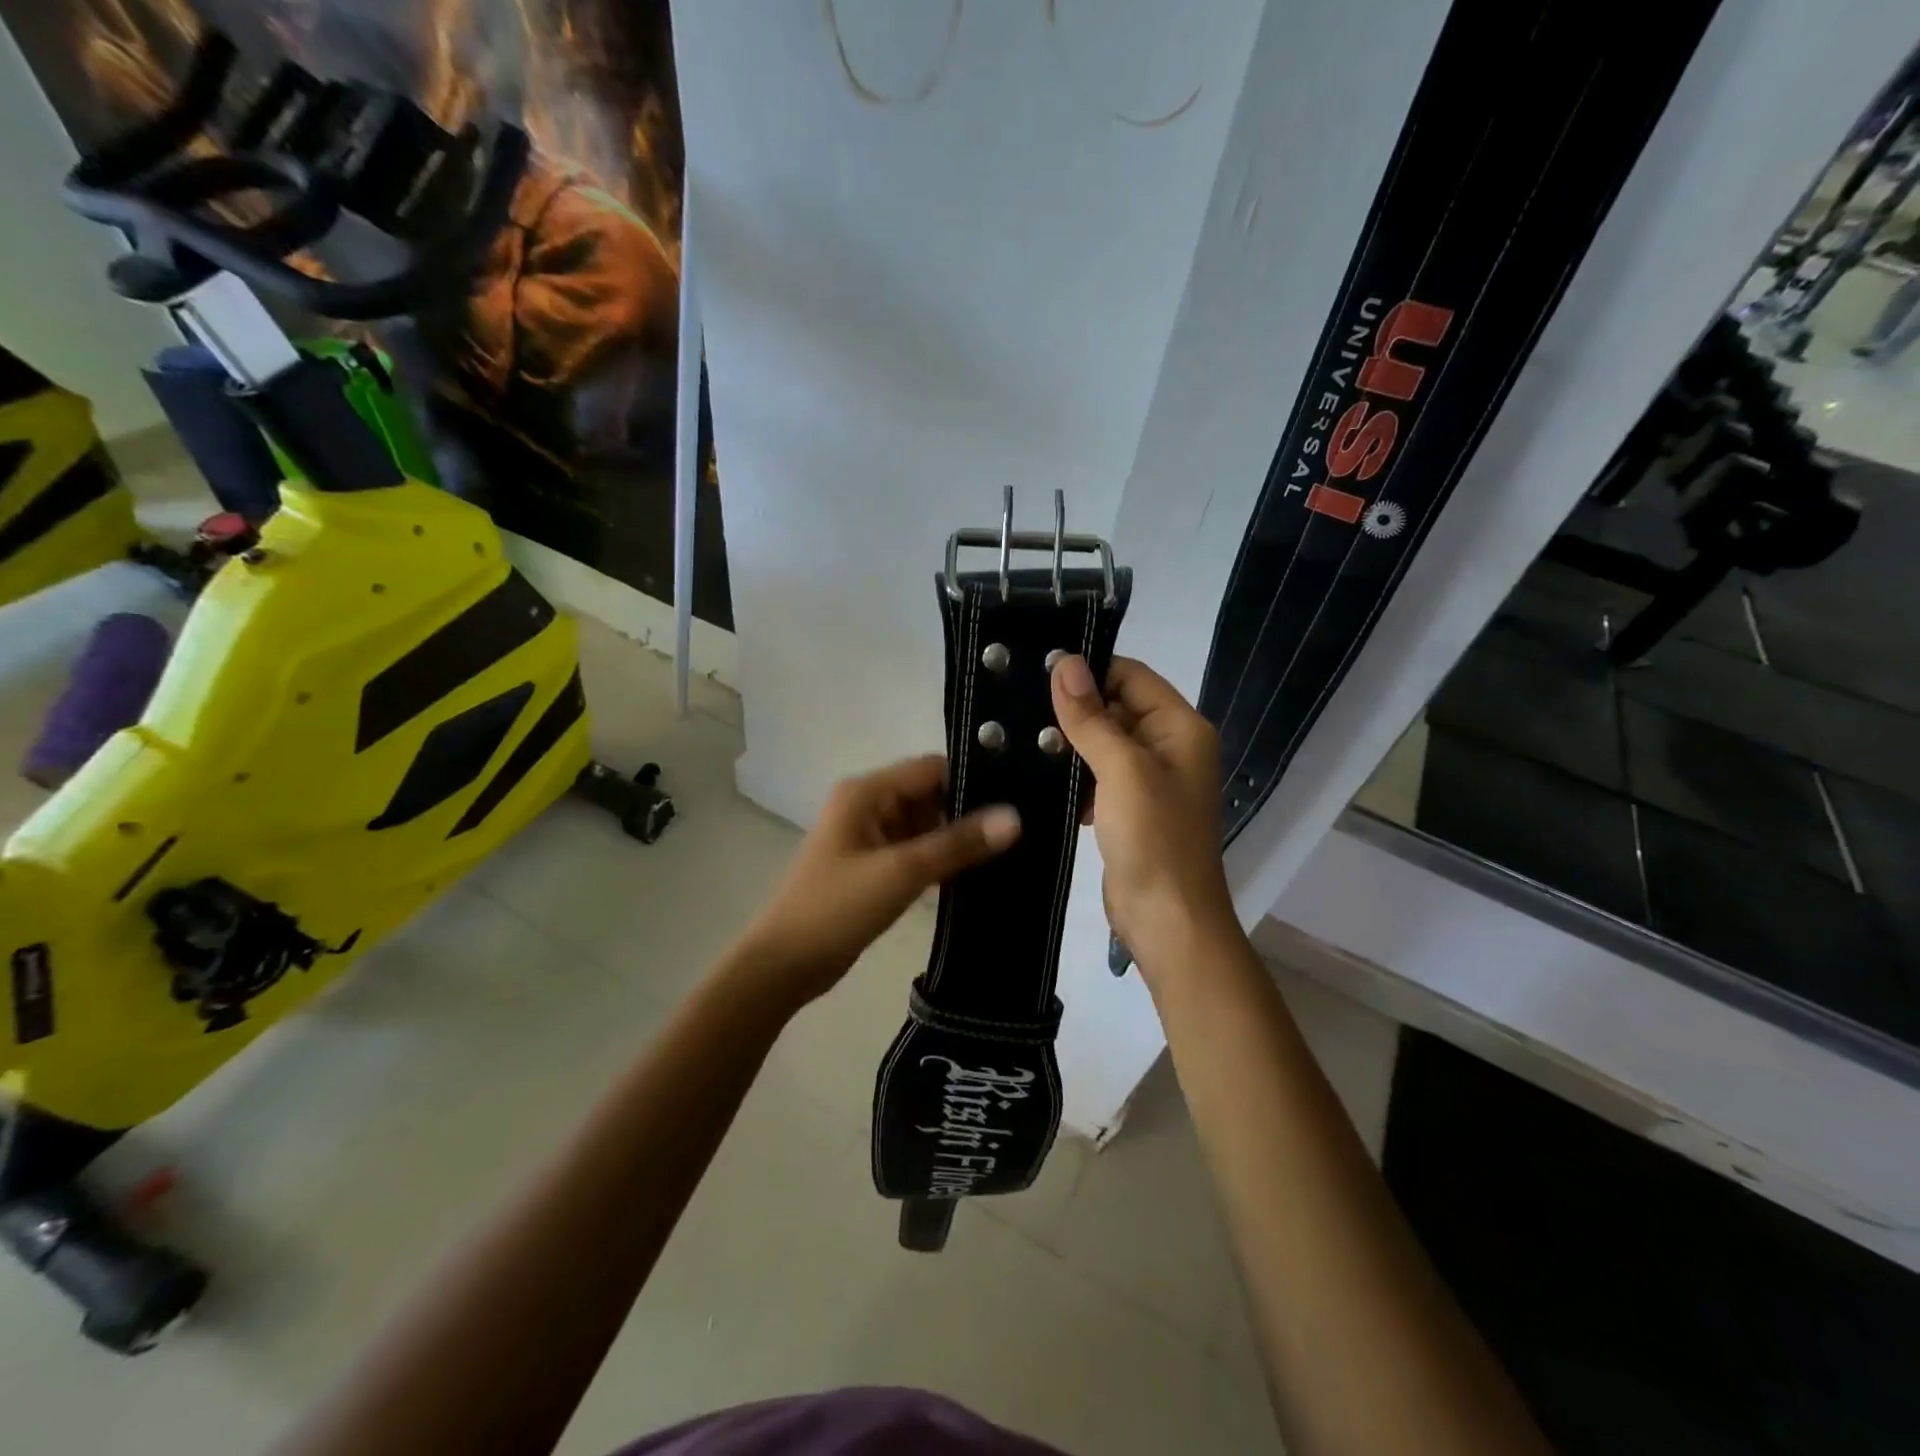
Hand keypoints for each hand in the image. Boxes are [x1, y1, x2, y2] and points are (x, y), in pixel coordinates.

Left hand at [734, 755, 1021, 1008]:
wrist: (784, 964)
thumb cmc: (836, 909)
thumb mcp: (901, 872)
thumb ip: (958, 843)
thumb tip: (1015, 817)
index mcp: (867, 792)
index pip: (931, 769)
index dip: (973, 779)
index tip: (1019, 796)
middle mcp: (868, 805)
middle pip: (930, 795)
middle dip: (969, 811)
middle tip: (1022, 829)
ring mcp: (869, 837)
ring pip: (925, 825)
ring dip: (957, 838)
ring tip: (1011, 850)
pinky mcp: (873, 866)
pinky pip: (915, 851)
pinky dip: (940, 859)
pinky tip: (977, 873)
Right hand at [1050, 655, 1236, 977]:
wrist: (1167, 920)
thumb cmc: (1154, 838)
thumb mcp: (1122, 769)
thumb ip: (1092, 717)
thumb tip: (1065, 662)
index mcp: (1180, 728)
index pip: (1132, 677)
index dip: (1090, 669)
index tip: (1038, 668)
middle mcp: (1168, 747)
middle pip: (1116, 708)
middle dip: (1073, 707)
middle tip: (1018, 701)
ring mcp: (1148, 780)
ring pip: (1102, 743)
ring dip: (1068, 742)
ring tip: (1017, 734)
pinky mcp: (1127, 808)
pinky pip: (1096, 776)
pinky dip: (1072, 774)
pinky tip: (1035, 774)